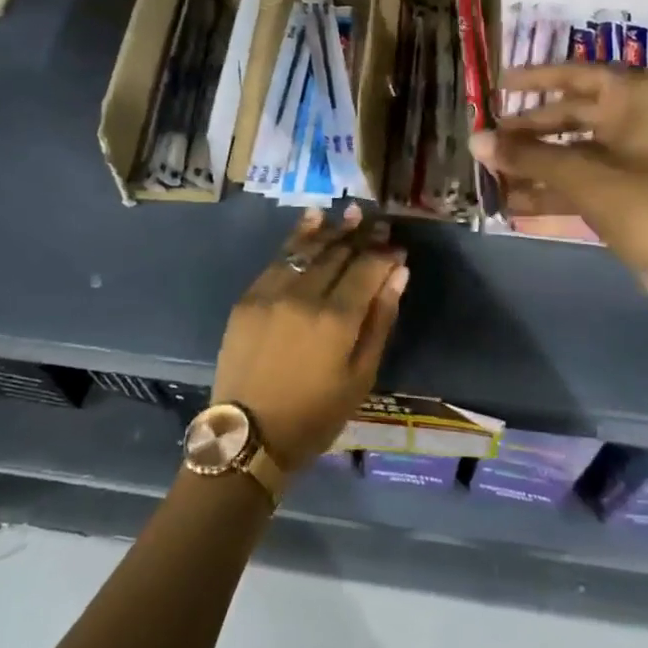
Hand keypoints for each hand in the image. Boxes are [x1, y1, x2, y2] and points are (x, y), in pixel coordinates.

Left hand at [211, 205, 408, 471]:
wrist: (248, 436)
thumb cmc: (314, 415)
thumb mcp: (360, 376)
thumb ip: (380, 320)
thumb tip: (398, 273)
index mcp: (336, 320)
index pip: (366, 270)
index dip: (384, 255)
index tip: (398, 246)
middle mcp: (304, 296)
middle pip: (338, 254)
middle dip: (361, 236)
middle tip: (378, 222)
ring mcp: (272, 293)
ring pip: (307, 249)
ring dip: (331, 229)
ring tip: (350, 212)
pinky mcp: (249, 297)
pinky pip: (278, 258)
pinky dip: (297, 238)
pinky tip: (312, 220)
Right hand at [472, 63, 647, 318]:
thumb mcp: (584, 178)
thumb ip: (528, 156)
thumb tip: (474, 139)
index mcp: (640, 97)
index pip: (577, 74)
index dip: (536, 79)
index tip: (498, 87)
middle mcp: (641, 117)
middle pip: (572, 114)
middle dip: (529, 131)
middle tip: (488, 140)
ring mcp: (638, 156)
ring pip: (575, 150)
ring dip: (536, 163)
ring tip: (492, 173)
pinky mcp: (634, 191)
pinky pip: (585, 179)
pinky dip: (554, 188)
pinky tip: (515, 201)